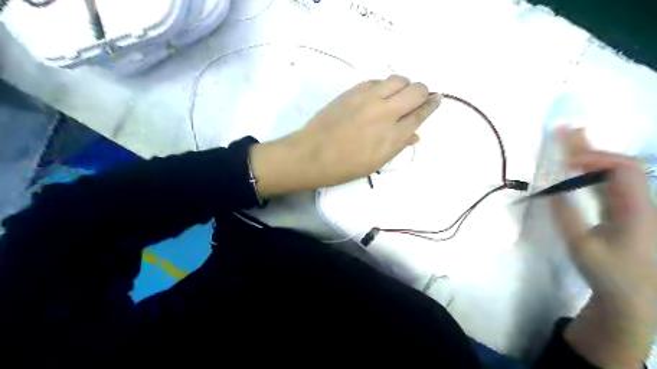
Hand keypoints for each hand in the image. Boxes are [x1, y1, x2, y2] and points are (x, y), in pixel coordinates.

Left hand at [251, 75, 440, 197]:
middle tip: (418, 97)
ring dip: (404, 85)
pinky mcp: (354, 91)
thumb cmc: (344, 166)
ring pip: (398, 79)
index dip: (432, 104)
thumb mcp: (375, 162)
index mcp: (393, 137)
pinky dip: (384, 85)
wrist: (312, 155)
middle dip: (423, 92)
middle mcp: (386, 113)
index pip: (421, 114)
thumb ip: (398, 145)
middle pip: (416, 90)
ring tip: (398, 94)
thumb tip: (415, 134)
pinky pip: (377, 80)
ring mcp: (369, 99)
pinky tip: (379, 94)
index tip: (436, 99)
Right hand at [550, 127, 656, 368]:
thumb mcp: (581, 246)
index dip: (593, 158)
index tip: (563, 161)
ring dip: (589, 155)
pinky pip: (607, 184)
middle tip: (564, 130)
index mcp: (636, 209)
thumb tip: (550, 186)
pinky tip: (576, 163)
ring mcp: (633, 205)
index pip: (621, 169)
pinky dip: (589, 170)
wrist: (635, 296)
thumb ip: (565, 214)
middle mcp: (640, 201)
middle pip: (619, 164)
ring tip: (568, 138)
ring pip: (613, 172)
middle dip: (589, 147)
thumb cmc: (608, 272)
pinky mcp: (625, 211)